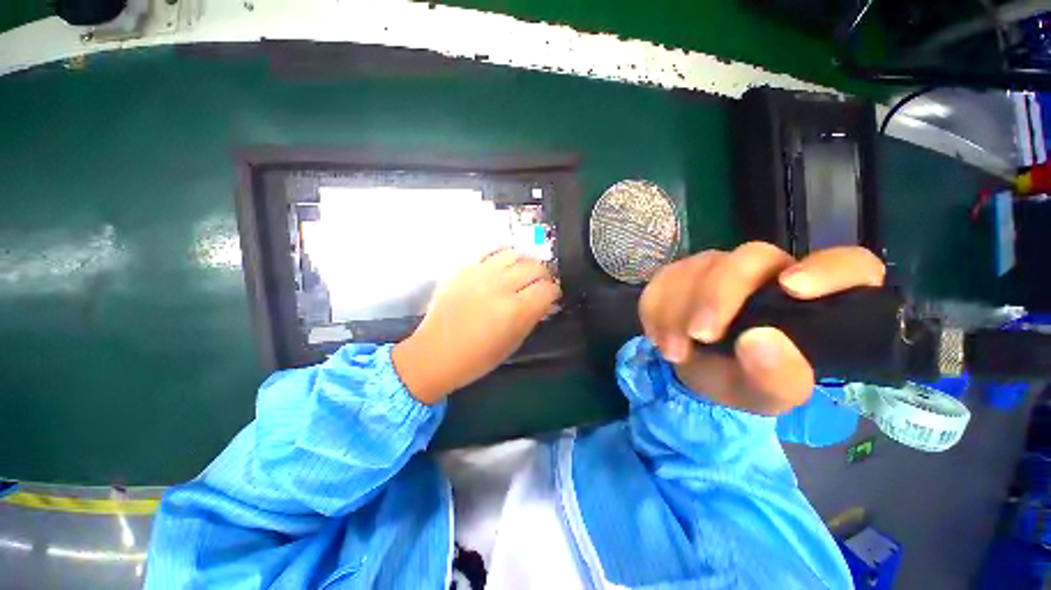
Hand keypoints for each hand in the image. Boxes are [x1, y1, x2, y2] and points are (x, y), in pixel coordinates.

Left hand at [393, 250, 560, 403]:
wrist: (436, 352)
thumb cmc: (477, 357)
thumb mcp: (513, 343)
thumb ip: (533, 317)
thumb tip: (546, 301)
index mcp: (515, 310)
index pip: (547, 288)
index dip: (554, 292)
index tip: (552, 297)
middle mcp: (500, 286)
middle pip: (535, 267)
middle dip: (544, 275)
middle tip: (541, 284)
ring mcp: (481, 273)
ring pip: (515, 254)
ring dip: (525, 262)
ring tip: (524, 272)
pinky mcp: (465, 269)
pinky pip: (491, 252)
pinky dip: (504, 256)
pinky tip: (505, 265)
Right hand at [639, 242, 884, 414]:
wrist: (697, 372)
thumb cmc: (744, 381)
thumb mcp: (767, 396)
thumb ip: (777, 378)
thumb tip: (758, 341)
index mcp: (814, 299)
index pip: (848, 265)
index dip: (826, 269)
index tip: (792, 288)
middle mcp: (769, 272)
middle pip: (750, 257)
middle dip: (718, 296)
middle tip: (698, 335)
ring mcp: (719, 267)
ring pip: (697, 268)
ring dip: (676, 312)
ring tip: (674, 351)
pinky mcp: (680, 272)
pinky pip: (662, 280)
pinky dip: (655, 310)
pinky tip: (661, 337)